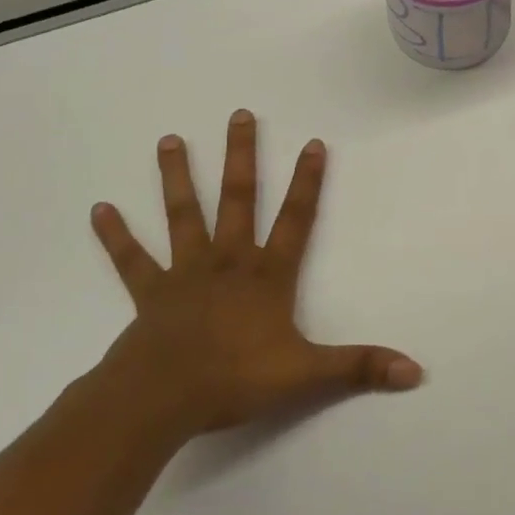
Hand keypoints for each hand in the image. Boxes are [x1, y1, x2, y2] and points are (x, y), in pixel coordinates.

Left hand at [90, 112, 423, 439]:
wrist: (161, 399)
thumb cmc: (235, 379)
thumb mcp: (307, 374)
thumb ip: (360, 366)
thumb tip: (415, 371)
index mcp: (267, 276)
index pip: (295, 219)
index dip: (308, 182)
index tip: (312, 143)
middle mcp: (228, 262)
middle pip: (238, 199)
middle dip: (242, 157)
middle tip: (239, 115)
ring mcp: (185, 273)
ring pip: (183, 215)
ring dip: (177, 178)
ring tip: (168, 140)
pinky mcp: (150, 293)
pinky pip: (131, 260)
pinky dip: (116, 236)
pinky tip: (99, 209)